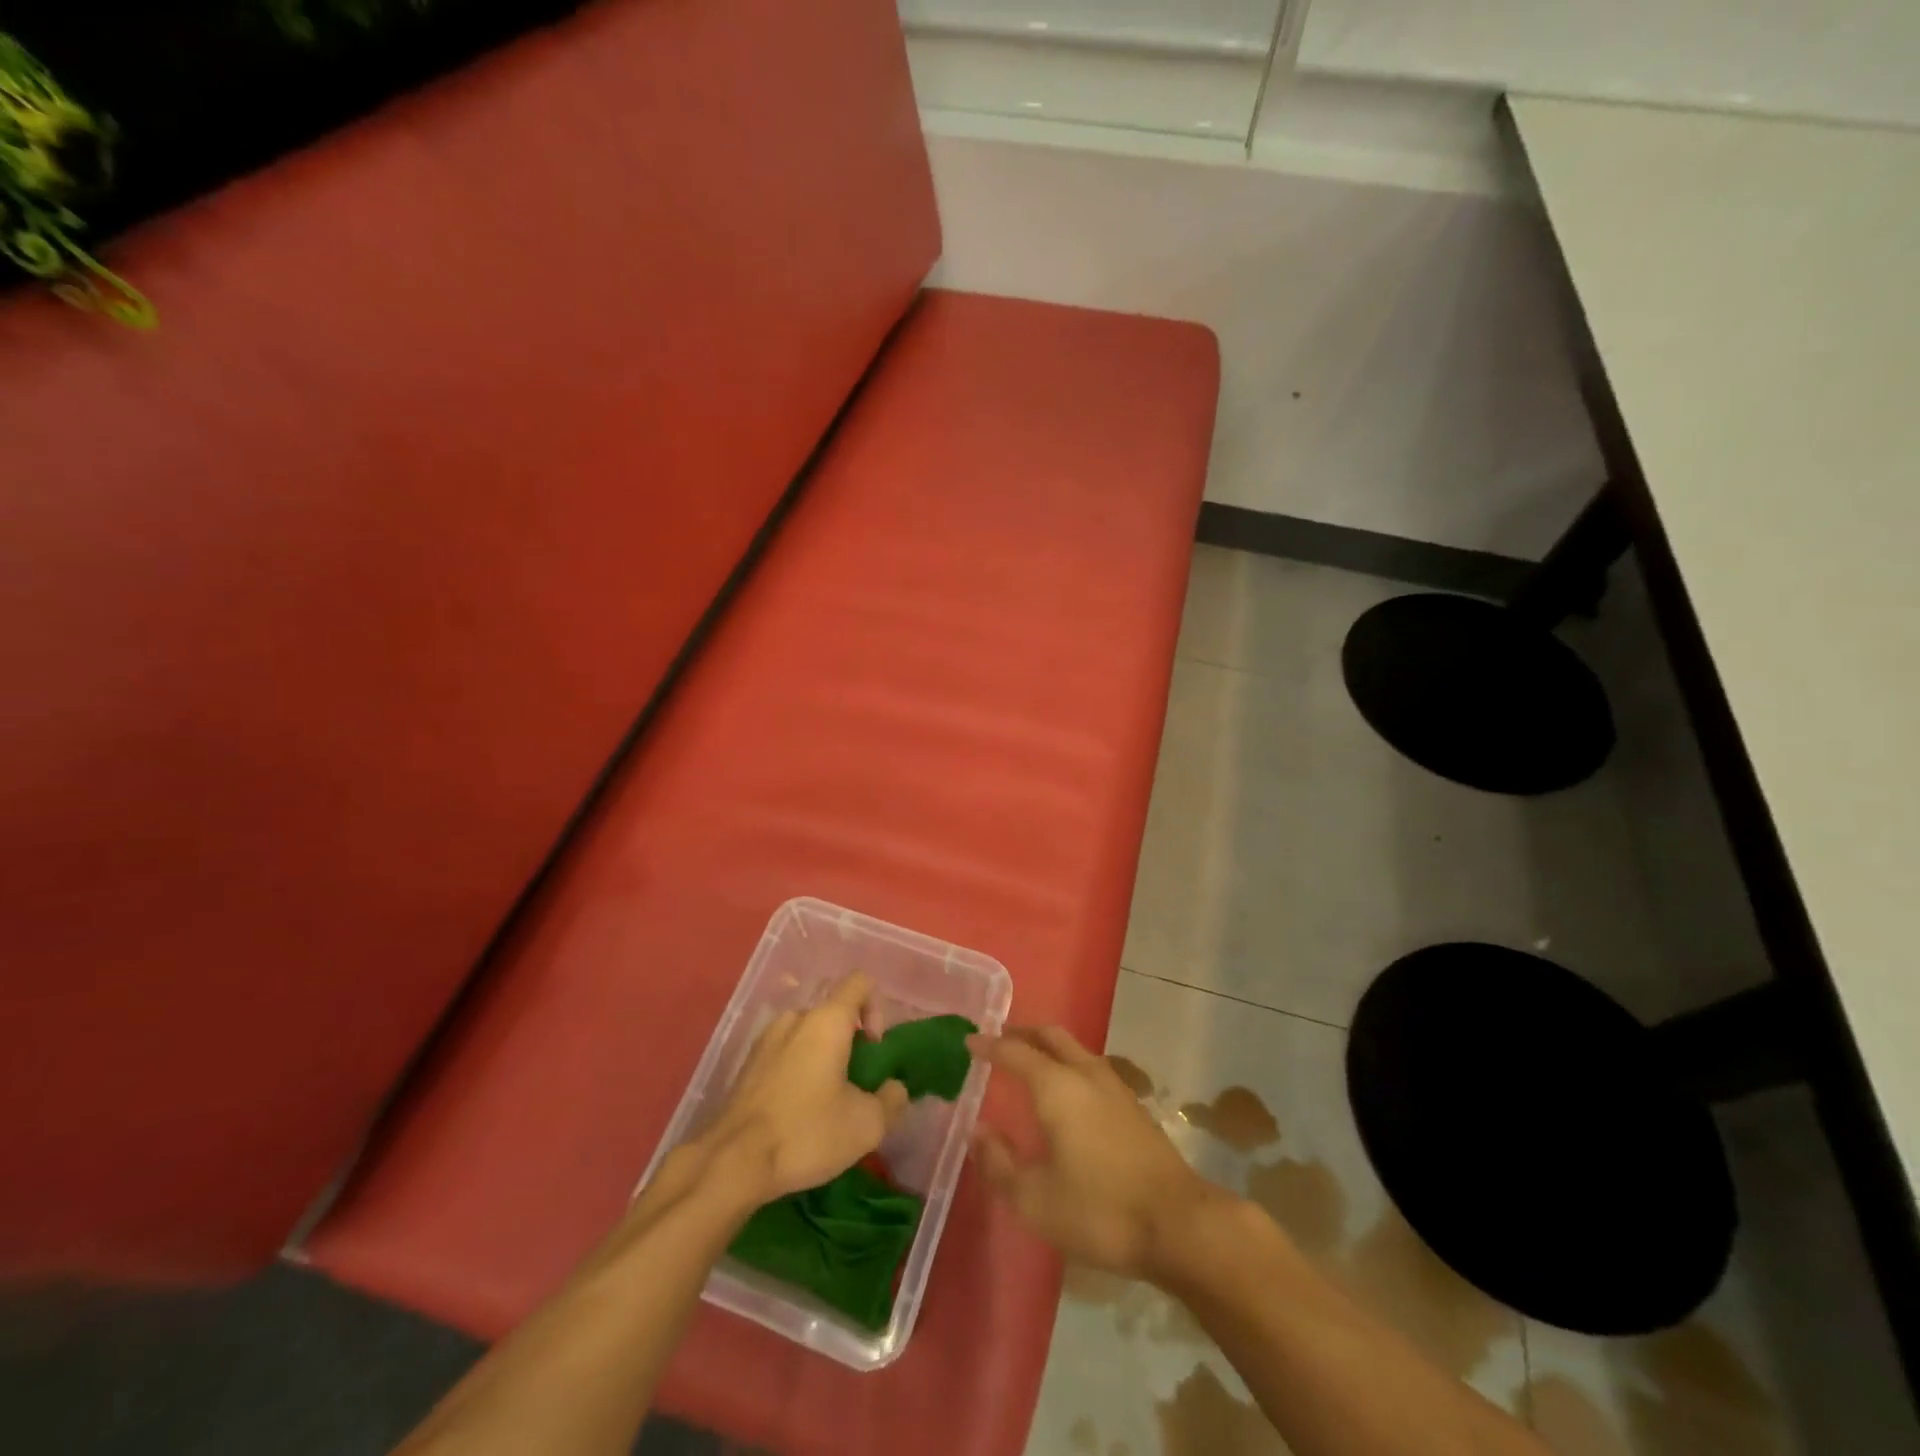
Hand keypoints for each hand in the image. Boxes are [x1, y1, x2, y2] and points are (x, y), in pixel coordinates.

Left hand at [698, 974, 908, 1203]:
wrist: (731, 1164)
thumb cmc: (805, 1133)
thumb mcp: (866, 1125)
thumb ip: (892, 1099)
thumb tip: (894, 1088)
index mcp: (826, 1020)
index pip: (860, 983)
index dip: (877, 1008)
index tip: (874, 1049)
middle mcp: (795, 1018)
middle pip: (833, 1013)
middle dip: (850, 1042)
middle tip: (856, 1085)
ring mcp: (766, 1040)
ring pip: (807, 1035)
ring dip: (823, 1058)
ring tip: (827, 1102)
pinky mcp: (747, 1065)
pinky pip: (785, 1054)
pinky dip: (798, 1071)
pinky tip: (797, 1112)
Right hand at [971, 1026, 1227, 1284]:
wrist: (1179, 1224)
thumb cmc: (1100, 1210)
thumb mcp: (1035, 1199)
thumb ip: (999, 1163)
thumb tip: (977, 1131)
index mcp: (1056, 1086)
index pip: (1015, 1052)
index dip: (990, 1045)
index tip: (969, 1041)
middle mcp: (1085, 1074)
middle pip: (1050, 1037)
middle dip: (1022, 1033)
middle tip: (999, 1039)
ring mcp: (1114, 1087)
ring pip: (1074, 1049)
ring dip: (1048, 1047)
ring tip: (1029, 1061)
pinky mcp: (1133, 1106)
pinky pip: (1090, 1067)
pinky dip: (1068, 1064)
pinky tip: (1066, 1091)